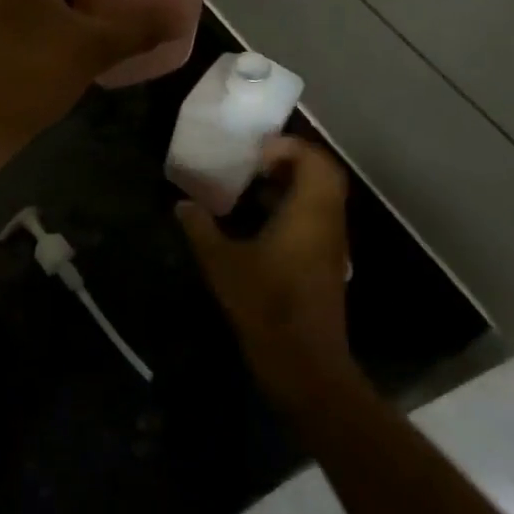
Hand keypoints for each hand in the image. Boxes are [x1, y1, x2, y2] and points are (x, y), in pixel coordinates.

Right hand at [177, 137, 353, 401]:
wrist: (305, 366)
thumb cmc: (266, 307)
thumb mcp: (222, 264)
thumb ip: (200, 228)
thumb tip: (182, 204)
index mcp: (309, 213)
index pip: (315, 161)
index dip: (288, 147)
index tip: (255, 151)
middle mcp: (327, 223)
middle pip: (324, 175)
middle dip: (292, 160)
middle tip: (256, 161)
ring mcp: (331, 245)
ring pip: (321, 198)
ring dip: (292, 184)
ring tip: (252, 184)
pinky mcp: (326, 264)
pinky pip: (316, 219)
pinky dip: (293, 207)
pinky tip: (259, 220)